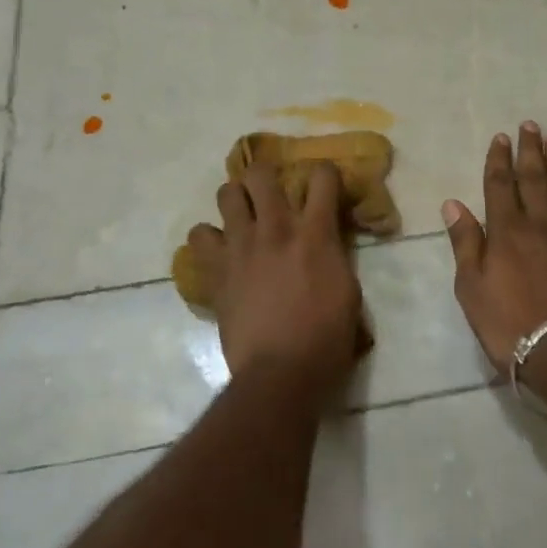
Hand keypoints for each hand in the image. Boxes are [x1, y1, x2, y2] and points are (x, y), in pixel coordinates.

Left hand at [184, 161, 363, 402]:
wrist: (280, 374)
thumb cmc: (325, 339)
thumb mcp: (348, 291)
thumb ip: (334, 255)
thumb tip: (325, 240)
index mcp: (315, 233)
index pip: (322, 177)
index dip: (324, 175)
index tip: (323, 186)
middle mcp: (275, 228)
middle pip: (261, 173)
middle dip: (266, 177)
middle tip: (271, 194)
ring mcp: (241, 246)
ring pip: (226, 193)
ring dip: (236, 200)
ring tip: (243, 217)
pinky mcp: (216, 269)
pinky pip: (199, 236)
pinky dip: (208, 239)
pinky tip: (220, 252)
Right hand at [442, 122, 546, 373]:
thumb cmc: (510, 325)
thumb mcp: (472, 288)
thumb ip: (465, 243)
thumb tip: (453, 204)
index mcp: (506, 231)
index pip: (500, 186)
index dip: (499, 160)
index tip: (501, 137)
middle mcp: (540, 225)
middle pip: (534, 180)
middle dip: (530, 152)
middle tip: (530, 126)